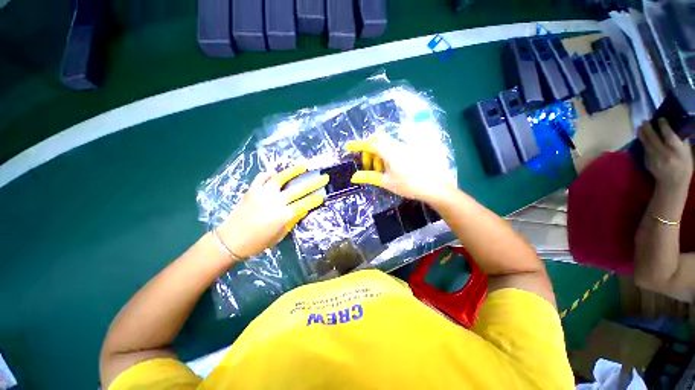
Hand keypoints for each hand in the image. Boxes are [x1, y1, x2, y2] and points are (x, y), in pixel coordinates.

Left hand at [216, 165, 328, 258]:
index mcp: (283, 216)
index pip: (304, 204)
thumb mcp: (280, 235)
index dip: (315, 200)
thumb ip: (292, 221)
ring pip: (280, 178)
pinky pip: (262, 177)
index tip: (322, 195)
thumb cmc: (258, 242)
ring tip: (303, 166)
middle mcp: (275, 202)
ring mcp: (262, 194)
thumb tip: (301, 209)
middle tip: (322, 177)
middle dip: (313, 183)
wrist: (231, 240)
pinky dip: (270, 174)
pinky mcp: (252, 190)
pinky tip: (276, 174)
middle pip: (298, 189)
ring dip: (293, 171)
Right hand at [344, 133, 453, 201]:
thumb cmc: (408, 185)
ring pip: (384, 143)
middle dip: (368, 149)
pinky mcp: (407, 151)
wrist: (432, 186)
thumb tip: (353, 177)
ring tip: (378, 170)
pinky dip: (384, 155)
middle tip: (367, 165)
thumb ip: (369, 177)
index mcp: (389, 152)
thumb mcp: (386, 182)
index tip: (347, 147)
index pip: (369, 144)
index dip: (357, 145)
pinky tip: (387, 168)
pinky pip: (391, 148)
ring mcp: (403, 148)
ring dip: (377, 153)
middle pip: (377, 139)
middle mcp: (396, 146)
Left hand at [639, 118, 693, 190]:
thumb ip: (681, 141)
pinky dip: (643, 143)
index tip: (660, 119)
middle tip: (644, 121)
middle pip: (654, 139)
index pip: (669, 136)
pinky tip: (642, 138)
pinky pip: (645, 151)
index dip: (663, 126)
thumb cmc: (683, 166)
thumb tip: (676, 127)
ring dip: (642, 135)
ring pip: (646, 144)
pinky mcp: (648, 163)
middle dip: (648, 128)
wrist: (672, 183)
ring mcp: (655, 159)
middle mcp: (665, 155)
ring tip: (639, 127)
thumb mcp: (687, 153)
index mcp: (677, 151)